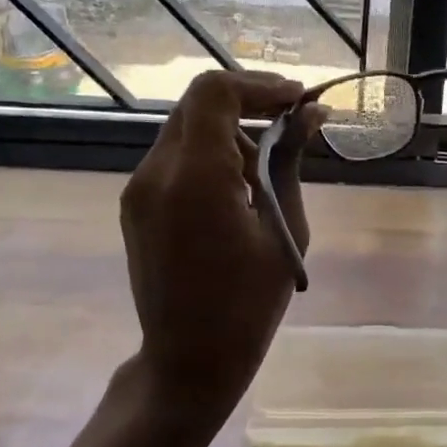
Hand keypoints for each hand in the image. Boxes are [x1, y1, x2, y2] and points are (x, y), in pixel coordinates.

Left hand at [120, 69, 320, 425]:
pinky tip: (237, 190)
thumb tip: (311, 115)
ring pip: (186, 128)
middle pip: (198, 104)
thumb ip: (291, 163)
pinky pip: (175, 157)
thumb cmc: (249, 304)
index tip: (296, 101)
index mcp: (195, 177)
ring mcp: (139, 189)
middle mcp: (156, 172)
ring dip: (230, 131)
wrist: (188, 360)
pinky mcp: (135, 205)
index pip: (215, 92)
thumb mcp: (284, 229)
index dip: (259, 86)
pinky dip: (209, 154)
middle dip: (247, 103)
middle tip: (290, 123)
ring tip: (267, 170)